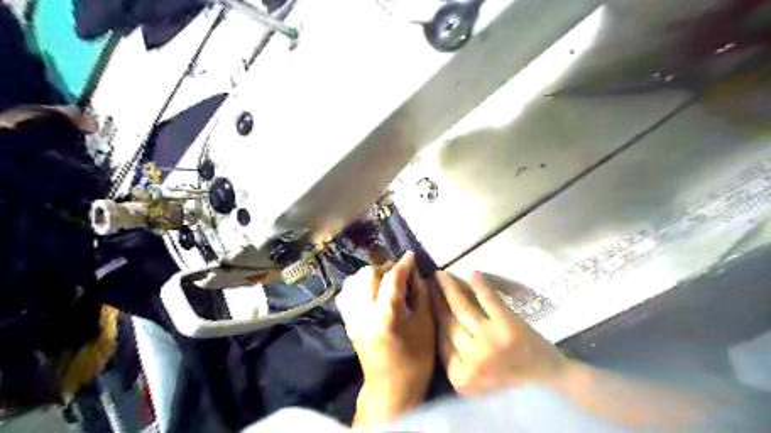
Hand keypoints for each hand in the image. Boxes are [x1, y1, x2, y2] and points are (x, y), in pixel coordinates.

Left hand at [337, 250, 436, 426]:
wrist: (390, 387)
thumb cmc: (416, 357)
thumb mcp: (425, 323)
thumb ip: (420, 293)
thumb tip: (414, 272)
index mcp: (387, 313)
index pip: (393, 276)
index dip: (403, 263)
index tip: (410, 256)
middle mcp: (365, 311)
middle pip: (368, 273)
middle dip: (384, 267)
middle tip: (397, 273)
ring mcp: (352, 316)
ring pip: (354, 280)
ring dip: (370, 275)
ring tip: (383, 281)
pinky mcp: (347, 321)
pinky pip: (346, 293)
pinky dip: (357, 286)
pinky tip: (369, 291)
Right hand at [433, 272, 571, 392]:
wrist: (549, 381)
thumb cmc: (510, 380)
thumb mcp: (475, 378)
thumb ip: (456, 357)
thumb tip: (439, 322)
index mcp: (461, 376)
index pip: (441, 340)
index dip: (432, 316)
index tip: (425, 301)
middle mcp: (472, 359)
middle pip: (448, 322)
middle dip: (435, 300)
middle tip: (427, 283)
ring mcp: (489, 341)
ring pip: (462, 308)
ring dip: (450, 288)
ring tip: (441, 275)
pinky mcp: (507, 326)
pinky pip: (488, 300)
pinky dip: (480, 285)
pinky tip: (472, 273)